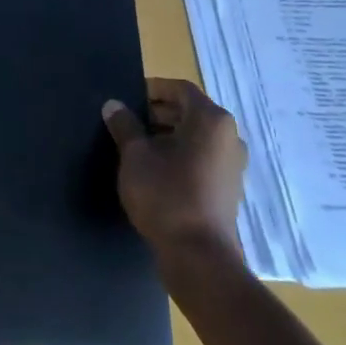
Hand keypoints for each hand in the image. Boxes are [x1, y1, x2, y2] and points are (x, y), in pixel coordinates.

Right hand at [102, 78, 246, 257]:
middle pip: (190, 111)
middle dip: (157, 112)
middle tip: (127, 122)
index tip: (127, 98)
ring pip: (196, 136)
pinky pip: (202, 157)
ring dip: (167, 134)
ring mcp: (232, 163)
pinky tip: (154, 170)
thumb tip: (113, 105)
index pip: (180, 89)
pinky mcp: (228, 187)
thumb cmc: (166, 194)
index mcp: (210, 120)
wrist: (198, 255)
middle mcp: (228, 136)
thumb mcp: (135, 156)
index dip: (152, 89)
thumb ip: (125, 125)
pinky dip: (180, 154)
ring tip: (136, 146)